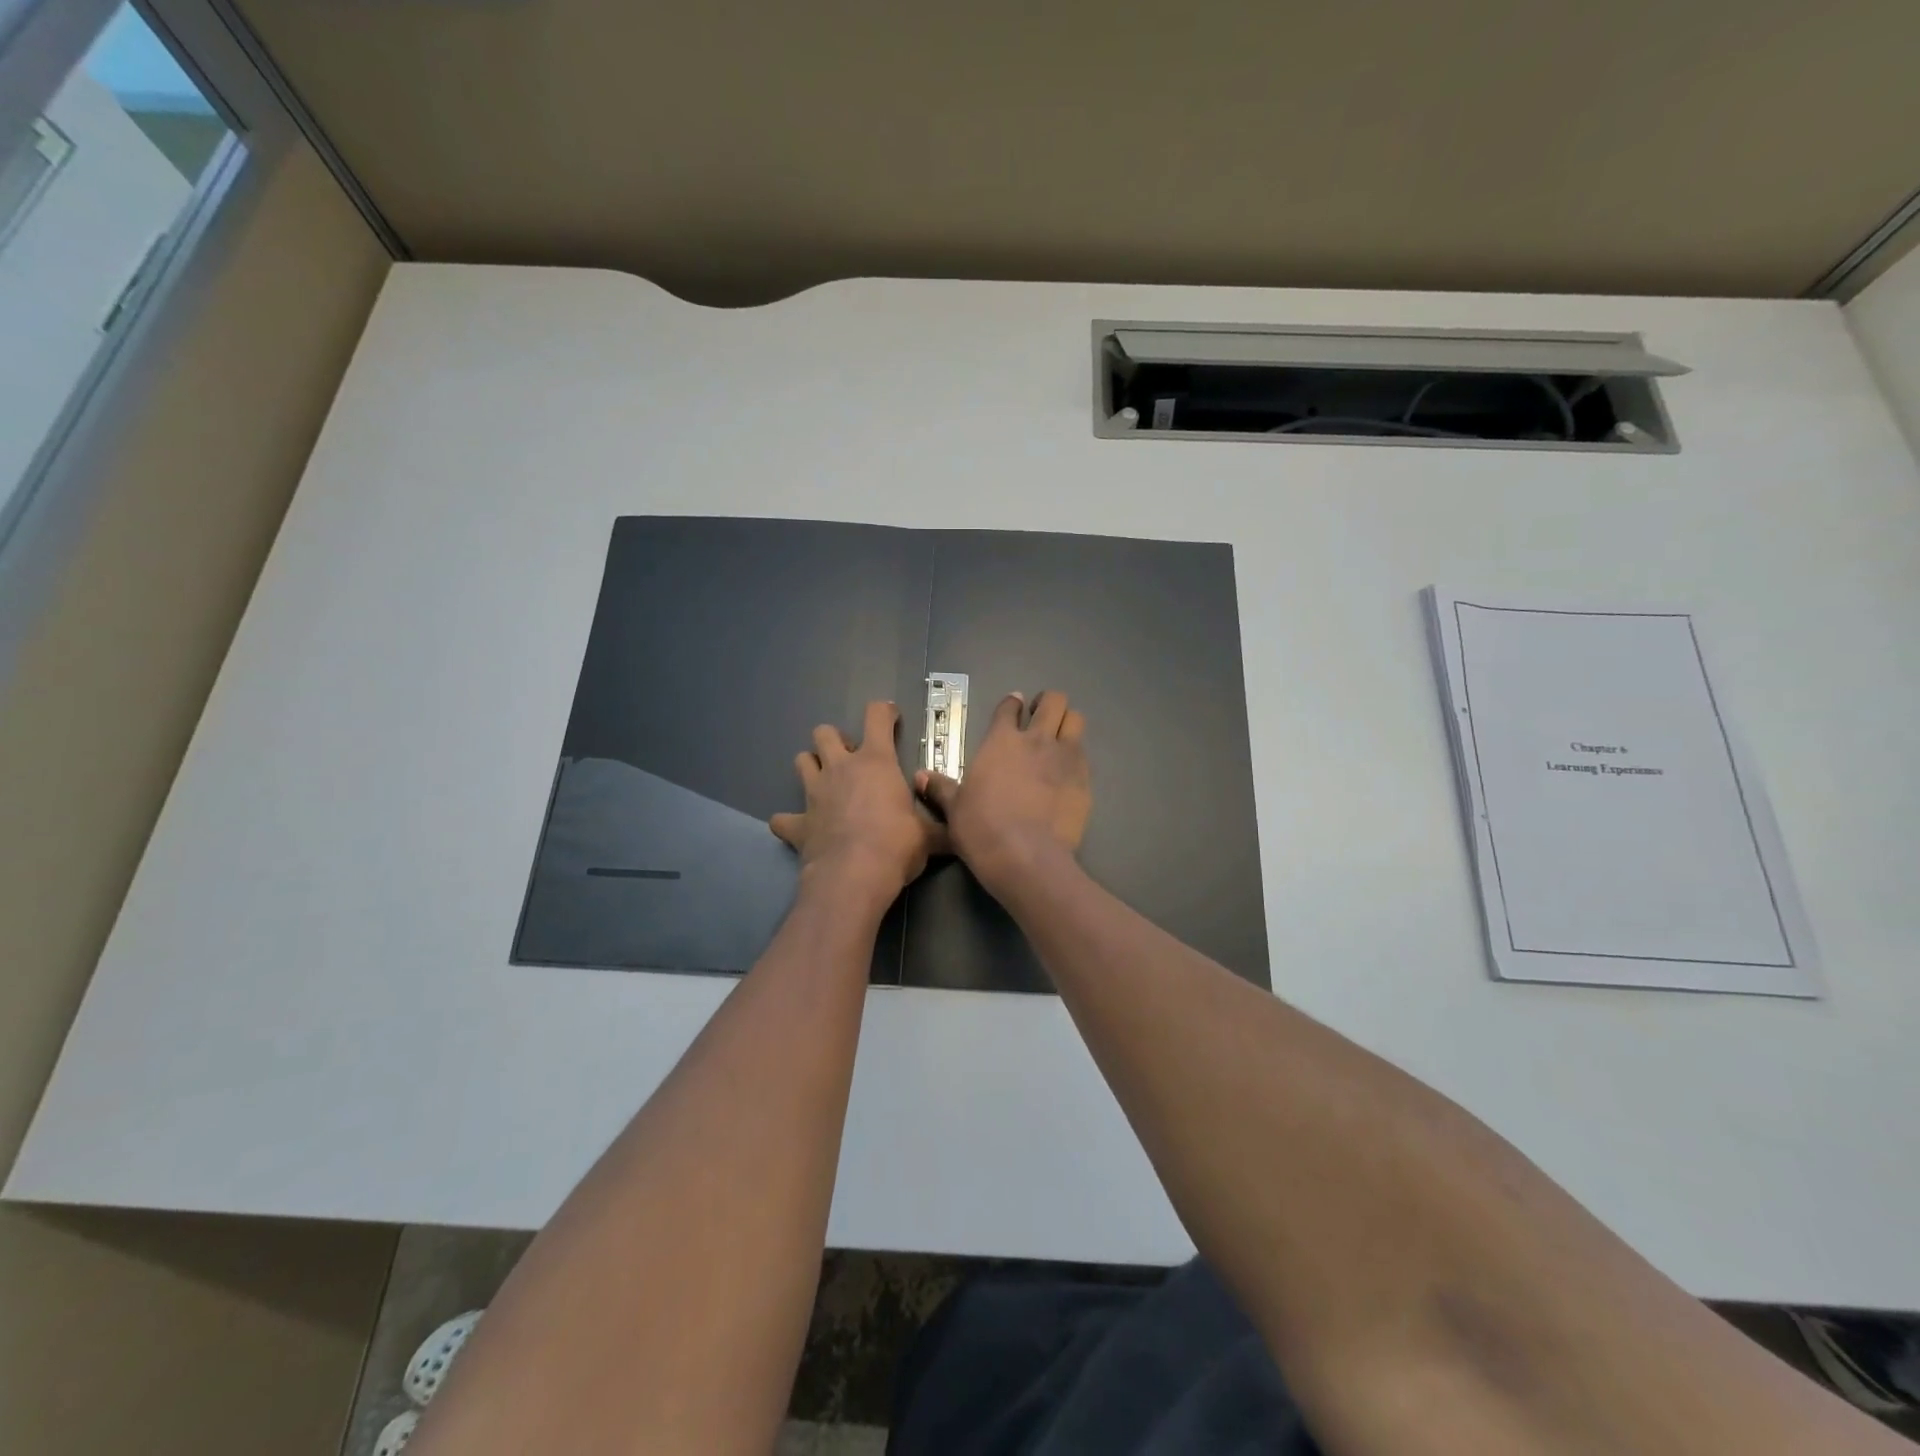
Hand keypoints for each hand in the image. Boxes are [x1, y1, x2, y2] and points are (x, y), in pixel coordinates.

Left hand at [771, 701, 945, 909]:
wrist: (854, 877)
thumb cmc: (896, 845)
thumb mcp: (929, 836)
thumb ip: (940, 828)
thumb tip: (960, 834)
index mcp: (875, 762)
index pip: (877, 717)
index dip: (884, 712)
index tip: (891, 717)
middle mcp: (840, 769)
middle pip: (825, 733)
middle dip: (836, 740)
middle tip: (851, 758)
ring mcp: (814, 794)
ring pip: (801, 761)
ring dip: (812, 767)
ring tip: (825, 782)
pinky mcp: (797, 824)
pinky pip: (783, 819)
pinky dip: (790, 821)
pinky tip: (799, 828)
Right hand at [916, 690, 1089, 895]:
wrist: (1026, 856)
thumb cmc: (982, 829)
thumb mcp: (955, 809)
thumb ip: (941, 788)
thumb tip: (920, 776)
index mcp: (1001, 741)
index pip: (1009, 707)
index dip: (1011, 704)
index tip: (1013, 707)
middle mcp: (1036, 740)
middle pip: (1053, 701)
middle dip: (1048, 704)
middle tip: (1040, 718)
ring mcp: (1065, 757)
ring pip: (1076, 719)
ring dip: (1067, 723)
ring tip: (1059, 737)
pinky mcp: (1084, 780)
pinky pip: (1084, 755)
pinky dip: (1077, 756)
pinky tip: (1068, 772)